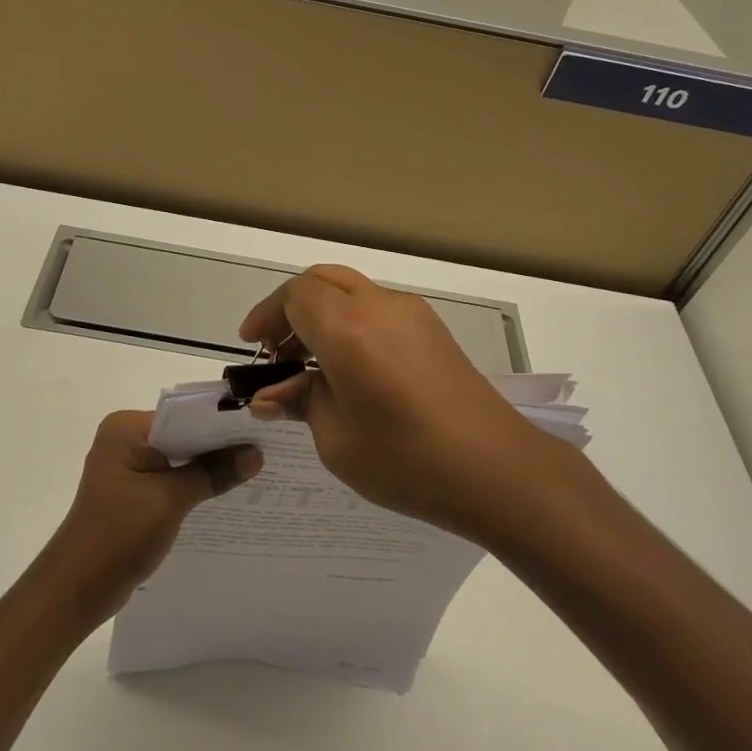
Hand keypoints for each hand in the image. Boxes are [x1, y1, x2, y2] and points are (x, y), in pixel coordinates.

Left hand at [41, 410, 260, 626]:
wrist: (77, 589)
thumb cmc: (119, 534)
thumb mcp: (171, 500)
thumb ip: (213, 473)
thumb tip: (255, 455)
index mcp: (126, 428)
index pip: (183, 415)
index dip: (221, 424)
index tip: (260, 430)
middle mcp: (125, 439)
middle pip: (182, 435)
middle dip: (218, 447)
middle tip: (265, 450)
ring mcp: (127, 466)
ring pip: (178, 458)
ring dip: (208, 467)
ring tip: (254, 471)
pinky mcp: (132, 491)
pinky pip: (170, 478)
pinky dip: (194, 485)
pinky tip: (225, 494)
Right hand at [239, 265, 554, 538]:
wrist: (497, 470)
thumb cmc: (407, 460)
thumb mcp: (337, 439)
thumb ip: (301, 402)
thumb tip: (271, 395)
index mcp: (348, 328)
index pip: (295, 295)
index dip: (267, 315)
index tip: (254, 347)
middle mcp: (379, 305)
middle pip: (322, 281)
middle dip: (292, 308)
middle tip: (278, 351)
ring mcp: (412, 313)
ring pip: (351, 291)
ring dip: (323, 314)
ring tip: (311, 364)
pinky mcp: (433, 328)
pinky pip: (377, 307)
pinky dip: (351, 322)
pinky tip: (351, 367)